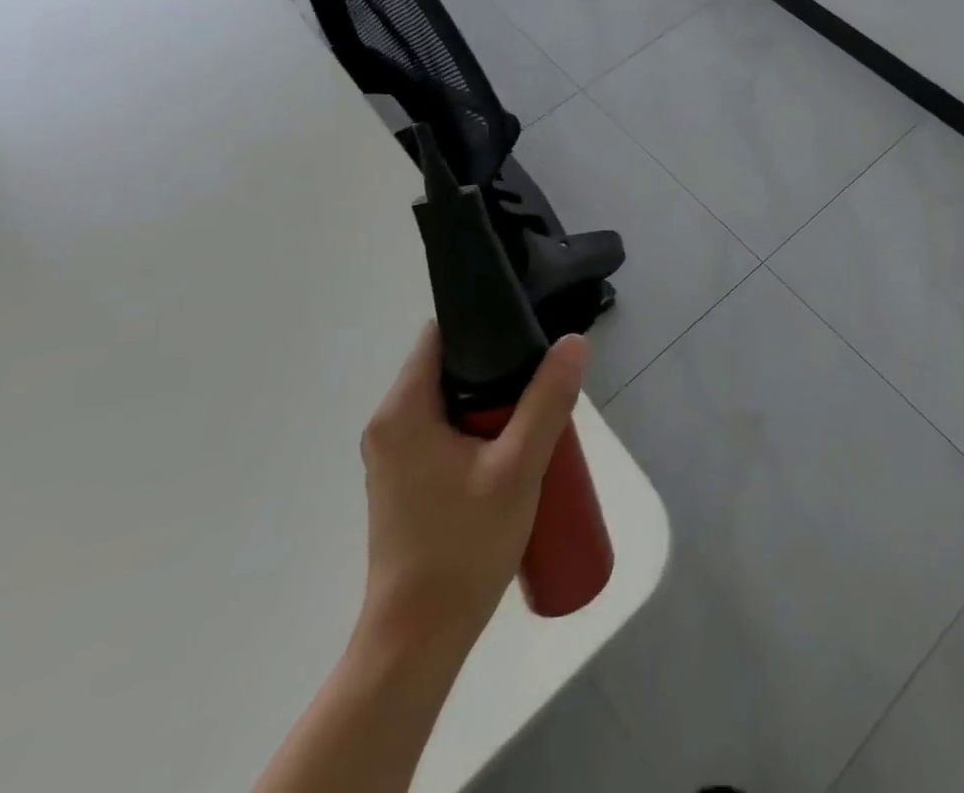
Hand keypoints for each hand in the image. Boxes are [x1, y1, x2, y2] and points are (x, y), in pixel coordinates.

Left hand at [355, 323, 587, 668]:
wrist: (418, 641)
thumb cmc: (463, 547)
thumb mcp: (519, 466)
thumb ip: (548, 400)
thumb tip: (574, 342)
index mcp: (403, 410)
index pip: (441, 334)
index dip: (486, 320)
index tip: (530, 328)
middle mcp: (389, 425)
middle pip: (449, 366)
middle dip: (499, 365)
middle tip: (545, 376)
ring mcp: (394, 456)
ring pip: (450, 400)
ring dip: (493, 400)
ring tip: (537, 410)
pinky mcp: (406, 482)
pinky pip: (445, 430)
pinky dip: (478, 427)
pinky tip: (514, 448)